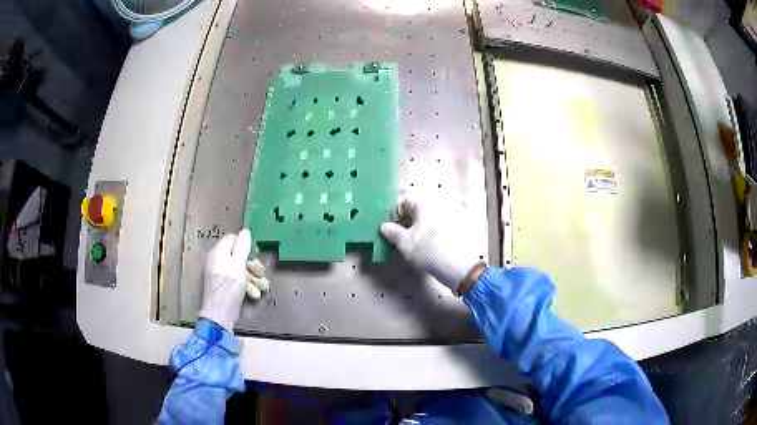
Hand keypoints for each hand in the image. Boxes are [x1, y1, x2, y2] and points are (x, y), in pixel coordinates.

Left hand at [198, 229, 269, 330]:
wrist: (220, 313)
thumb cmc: (229, 287)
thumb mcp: (238, 265)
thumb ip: (242, 248)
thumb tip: (244, 231)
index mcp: (220, 252)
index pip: (233, 239)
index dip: (246, 245)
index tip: (256, 254)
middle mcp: (219, 260)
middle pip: (239, 254)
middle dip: (252, 264)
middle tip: (260, 273)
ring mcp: (221, 273)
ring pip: (241, 269)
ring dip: (253, 278)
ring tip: (263, 287)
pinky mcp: (225, 286)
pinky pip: (237, 280)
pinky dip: (247, 285)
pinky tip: (254, 295)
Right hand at [380, 199, 482, 293]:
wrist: (460, 265)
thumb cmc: (428, 250)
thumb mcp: (404, 243)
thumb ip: (393, 232)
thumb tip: (385, 226)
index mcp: (423, 202)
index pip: (404, 201)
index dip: (396, 215)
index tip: (393, 230)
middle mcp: (438, 202)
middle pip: (419, 208)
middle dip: (410, 220)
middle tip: (404, 238)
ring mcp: (452, 212)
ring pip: (430, 217)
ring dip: (422, 226)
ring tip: (418, 243)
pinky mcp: (461, 224)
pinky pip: (442, 224)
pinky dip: (435, 231)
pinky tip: (432, 245)